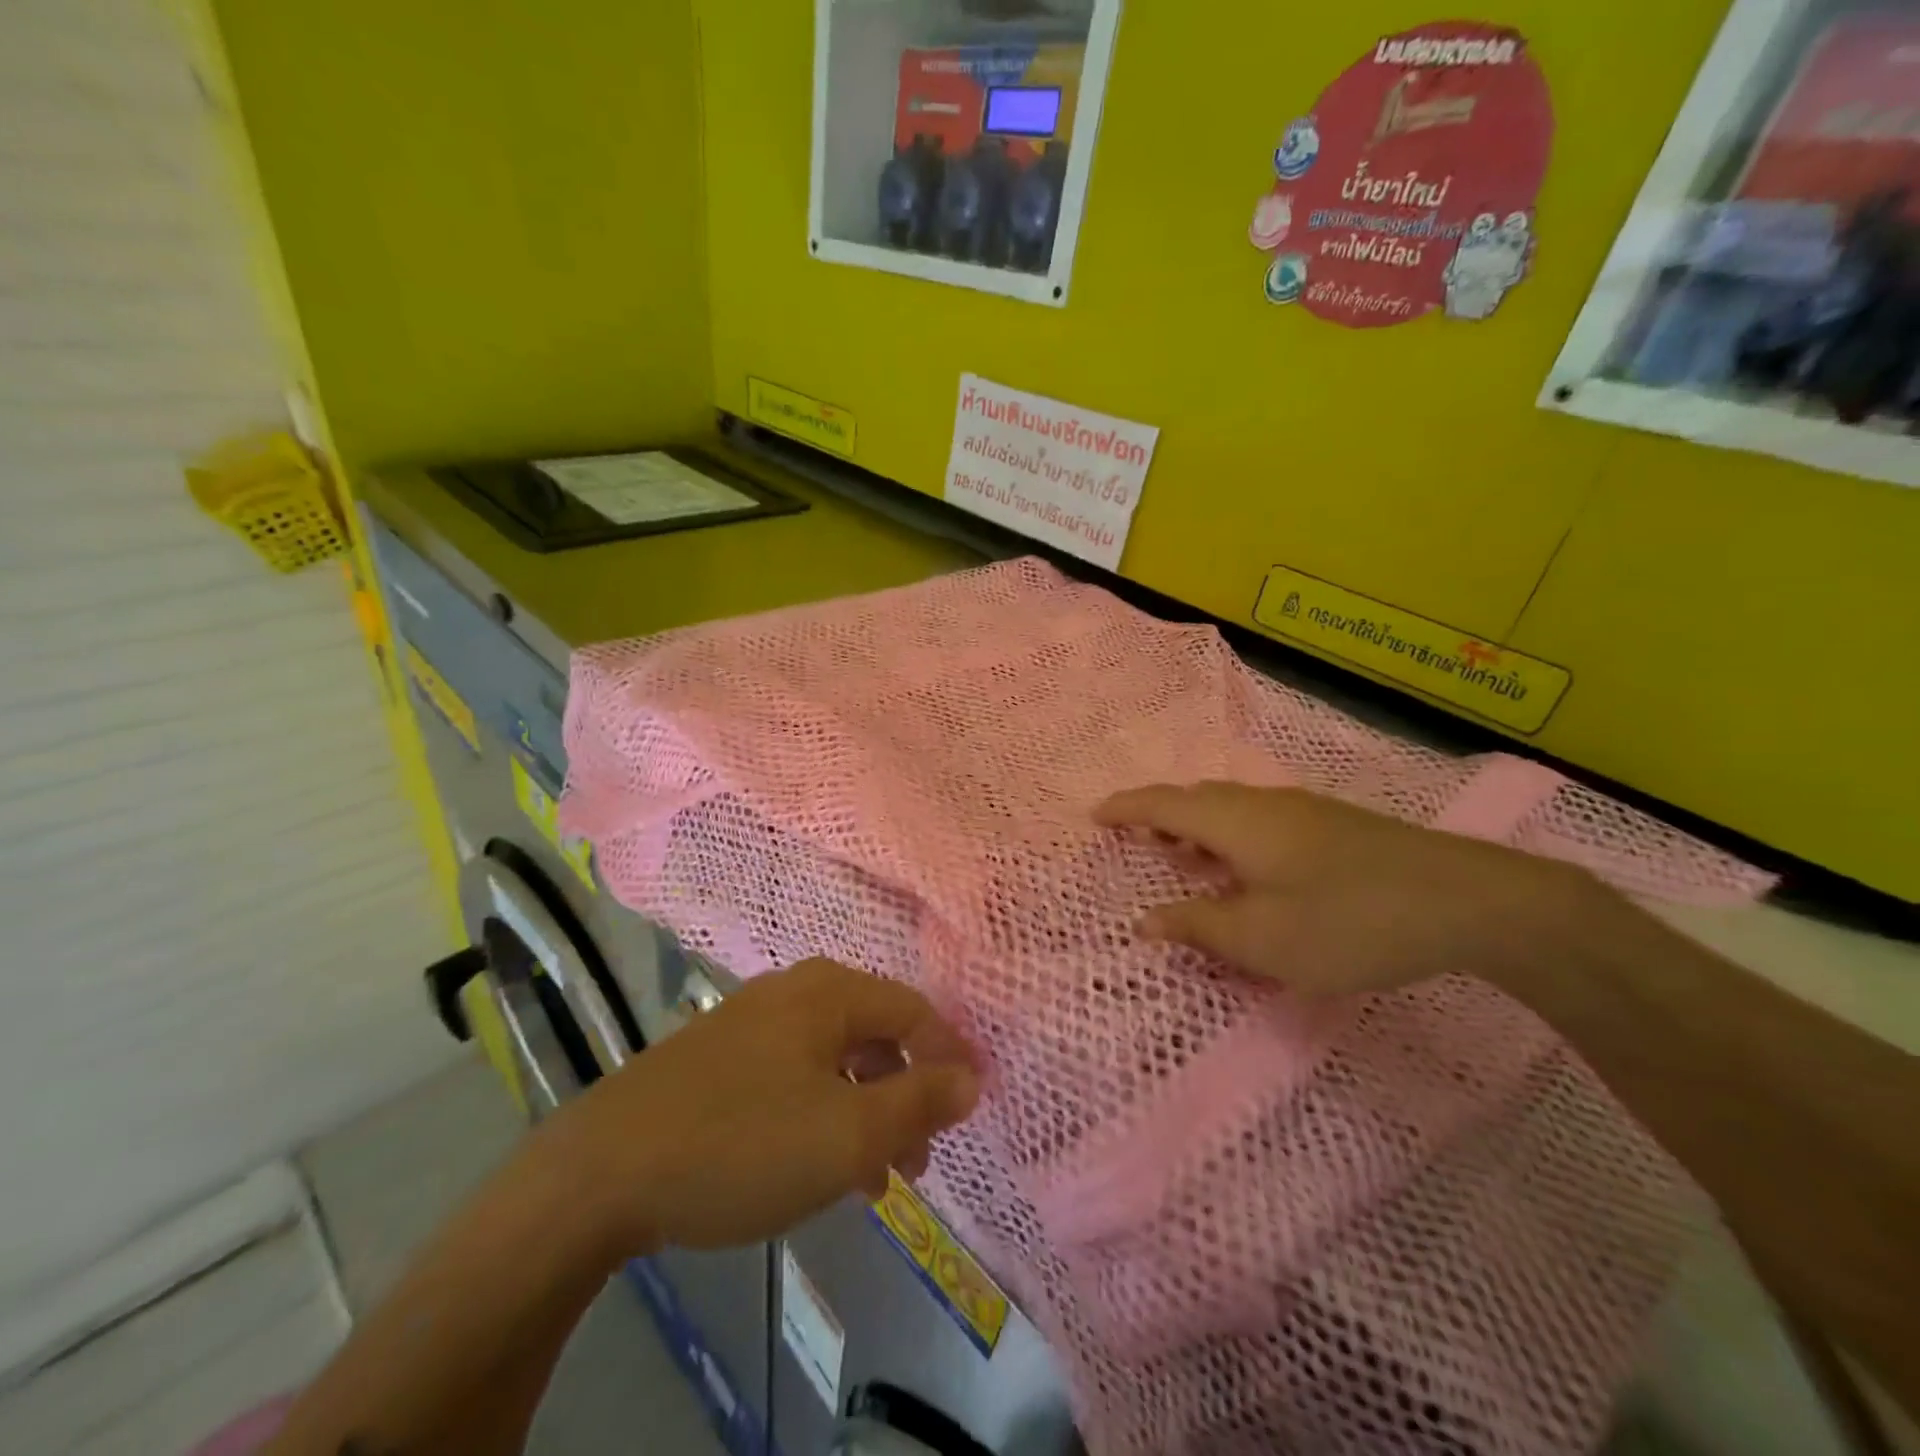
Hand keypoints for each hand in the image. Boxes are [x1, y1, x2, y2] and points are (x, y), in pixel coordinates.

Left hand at [543, 958, 979, 1259]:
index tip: (972, 1108)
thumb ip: (918, 1102)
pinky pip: (794, 1075)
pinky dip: (821, 1113)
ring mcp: (751, 1020)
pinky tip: (813, 1165)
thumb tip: (971, 1079)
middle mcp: (794, 991)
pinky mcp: (718, 1056)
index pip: (914, 1011)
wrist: (601, 1171)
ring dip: (864, 1112)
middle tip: (918, 1159)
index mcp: (830, 992)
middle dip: (906, 1095)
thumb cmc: (743, 1143)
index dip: (950, 1057)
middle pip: (875, 1035)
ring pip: (834, 1060)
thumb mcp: (847, 1133)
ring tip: (871, 1178)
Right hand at [1094, 781, 1603, 997]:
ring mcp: (1303, 811)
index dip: (1124, 808)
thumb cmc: (1348, 920)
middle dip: (1159, 816)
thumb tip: (1147, 921)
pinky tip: (1248, 869)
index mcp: (1235, 821)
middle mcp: (1263, 803)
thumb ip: (1198, 927)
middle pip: (1195, 799)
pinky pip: (1258, 820)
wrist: (1469, 900)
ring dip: (1197, 827)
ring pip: (1230, 809)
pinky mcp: (1333, 826)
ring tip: (1183, 857)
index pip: (1162, 803)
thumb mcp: (1262, 939)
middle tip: (1136, 841)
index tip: (1094, 816)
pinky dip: (1230, 837)